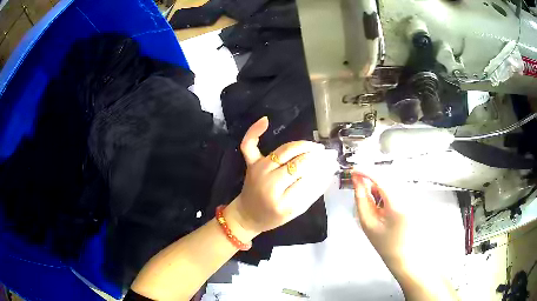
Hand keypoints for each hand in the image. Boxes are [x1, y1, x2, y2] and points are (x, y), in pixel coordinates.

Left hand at [226, 117, 338, 239]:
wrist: (248, 215)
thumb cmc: (274, 217)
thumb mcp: (297, 212)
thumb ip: (313, 192)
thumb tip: (328, 171)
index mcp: (282, 203)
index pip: (309, 180)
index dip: (322, 169)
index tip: (332, 163)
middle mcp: (269, 184)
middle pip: (298, 163)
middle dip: (316, 157)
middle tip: (326, 154)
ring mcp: (258, 171)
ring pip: (284, 151)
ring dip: (302, 145)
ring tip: (315, 146)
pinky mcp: (251, 164)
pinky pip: (249, 145)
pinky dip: (255, 131)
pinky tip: (266, 120)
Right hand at [352, 172, 410, 268]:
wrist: (400, 254)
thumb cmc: (383, 242)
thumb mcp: (367, 223)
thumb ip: (361, 200)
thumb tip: (357, 181)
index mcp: (397, 205)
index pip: (381, 180)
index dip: (366, 172)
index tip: (354, 170)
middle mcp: (407, 197)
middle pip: (387, 177)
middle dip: (372, 179)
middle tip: (360, 186)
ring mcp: (412, 197)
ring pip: (392, 180)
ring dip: (379, 185)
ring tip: (373, 202)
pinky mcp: (412, 198)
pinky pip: (397, 186)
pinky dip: (386, 190)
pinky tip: (382, 203)